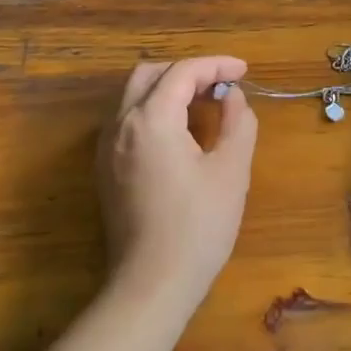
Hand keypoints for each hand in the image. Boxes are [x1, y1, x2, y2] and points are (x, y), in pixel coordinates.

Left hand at [98, 56, 257, 313]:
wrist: (151, 285)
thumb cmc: (198, 226)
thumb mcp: (232, 170)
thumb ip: (238, 122)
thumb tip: (233, 97)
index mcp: (151, 118)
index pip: (183, 72)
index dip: (216, 66)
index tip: (244, 72)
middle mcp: (121, 124)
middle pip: (149, 74)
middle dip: (187, 71)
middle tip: (222, 85)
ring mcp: (107, 148)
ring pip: (133, 96)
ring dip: (168, 89)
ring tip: (204, 104)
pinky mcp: (105, 169)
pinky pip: (127, 120)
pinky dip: (153, 110)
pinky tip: (179, 133)